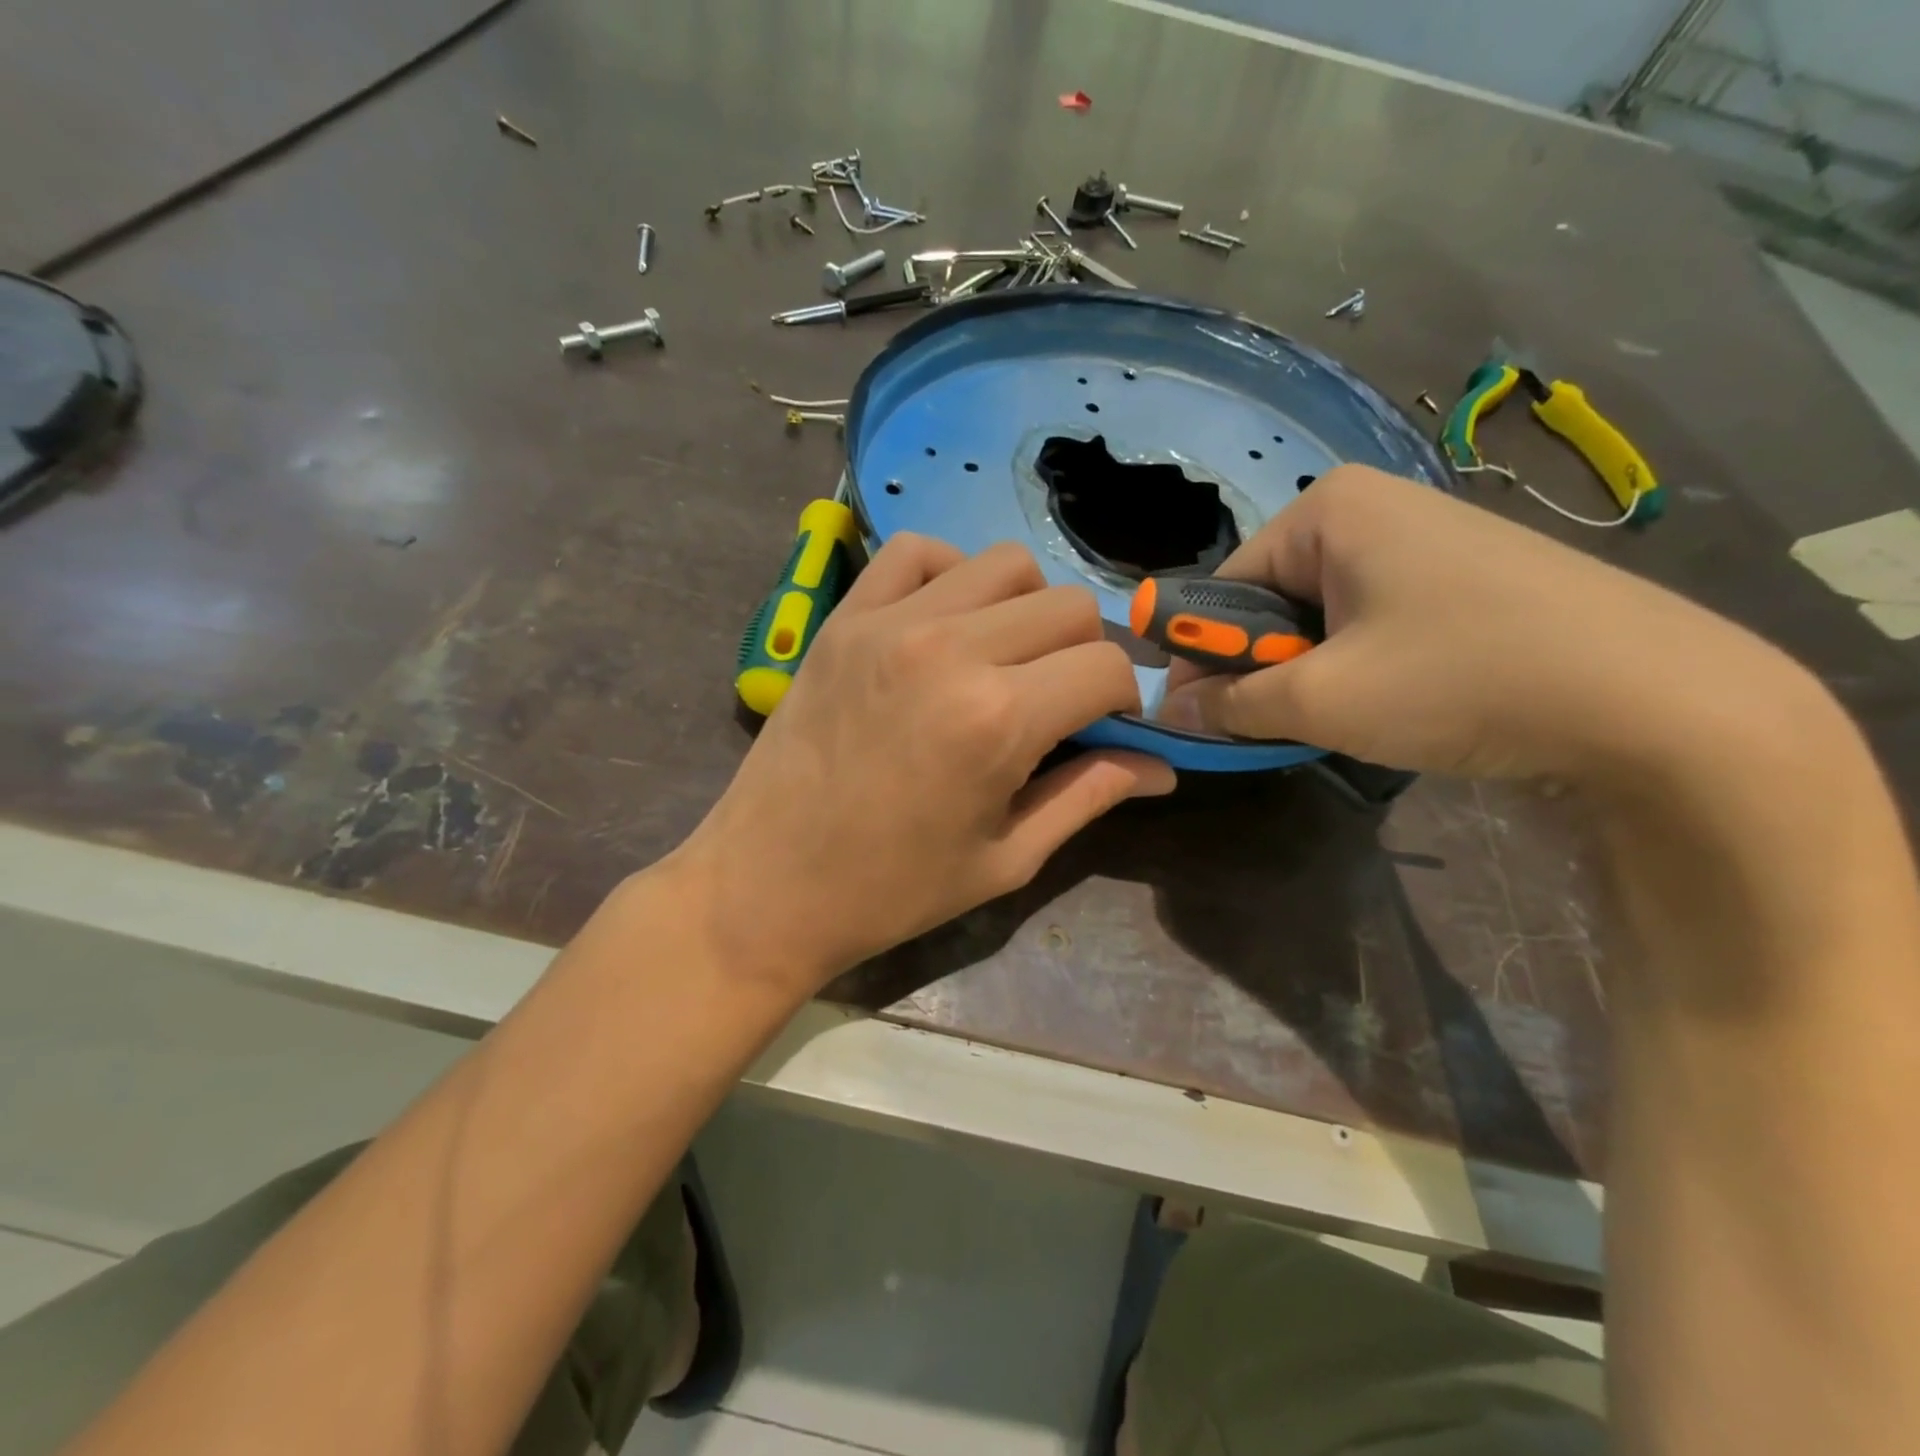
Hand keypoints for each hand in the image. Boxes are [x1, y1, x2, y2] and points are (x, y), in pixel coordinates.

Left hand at [669, 535, 1173, 998]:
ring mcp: (891, 622)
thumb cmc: (891, 889)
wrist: (766, 885)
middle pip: (1067, 605)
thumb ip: (1090, 796)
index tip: (1106, 726)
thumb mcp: (1006, 858)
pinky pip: (915, 552)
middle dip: (1083, 652)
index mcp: (999, 718)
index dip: (1124, 698)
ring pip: (1003, 565)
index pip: (1107, 665)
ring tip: (1005, 659)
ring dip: (1026, 608)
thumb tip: (1161, 766)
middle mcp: (951, 649)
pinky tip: (947, 622)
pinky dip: (951, 573)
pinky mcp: (845, 617)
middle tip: (1058, 700)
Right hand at [1158, 465, 1818, 781]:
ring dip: (1311, 674)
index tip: (1198, 715)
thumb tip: (1167, 712)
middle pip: (1273, 600)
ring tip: (1342, 720)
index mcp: (1328, 510)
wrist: (1662, 703)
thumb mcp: (1322, 700)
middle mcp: (1373, 508)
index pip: (1224, 588)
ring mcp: (1428, 540)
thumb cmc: (1461, 679)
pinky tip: (1394, 705)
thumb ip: (1230, 704)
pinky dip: (1360, 668)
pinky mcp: (1468, 578)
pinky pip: (1375, 621)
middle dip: (1264, 667)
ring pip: (1324, 617)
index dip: (1203, 656)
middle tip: (1274, 725)